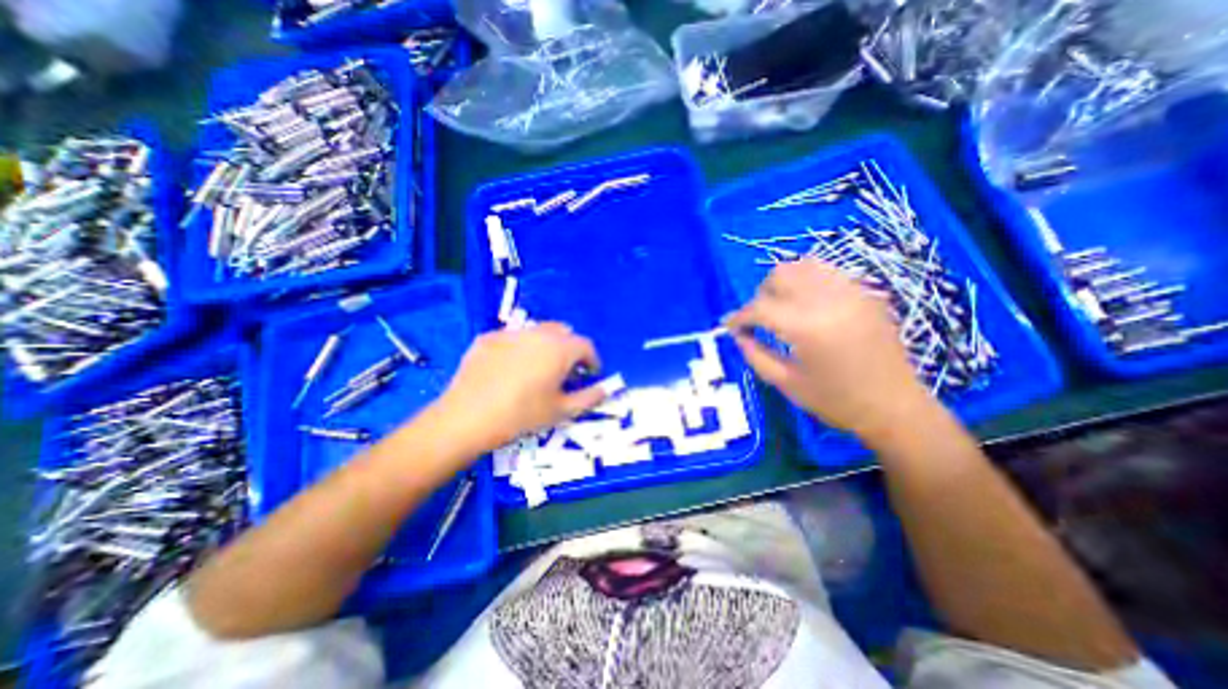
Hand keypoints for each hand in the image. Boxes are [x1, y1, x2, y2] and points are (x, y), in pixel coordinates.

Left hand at [427, 321, 604, 454]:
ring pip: (537, 332)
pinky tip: (510, 369)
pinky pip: (513, 338)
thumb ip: (590, 397)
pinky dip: (520, 348)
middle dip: (570, 349)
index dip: (592, 360)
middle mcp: (538, 333)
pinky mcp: (488, 338)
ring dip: (546, 346)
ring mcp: (510, 333)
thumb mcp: (562, 411)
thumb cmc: (522, 415)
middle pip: (563, 333)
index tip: (590, 374)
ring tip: (539, 368)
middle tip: (566, 371)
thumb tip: (607, 389)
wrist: (467, 417)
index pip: (586, 346)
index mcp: (560, 348)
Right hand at [727, 259, 930, 439]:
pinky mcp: (864, 293)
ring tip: (780, 307)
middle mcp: (829, 300)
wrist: (896, 407)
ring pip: (802, 265)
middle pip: (780, 275)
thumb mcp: (785, 383)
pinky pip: (826, 272)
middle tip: (758, 320)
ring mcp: (851, 292)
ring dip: (782, 283)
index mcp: (808, 328)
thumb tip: (737, 335)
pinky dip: (806, 280)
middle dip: (760, 295)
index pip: (760, 307)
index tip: (729, 327)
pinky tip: (805, 303)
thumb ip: (755, 355)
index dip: (739, 317)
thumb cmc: (836, 401)